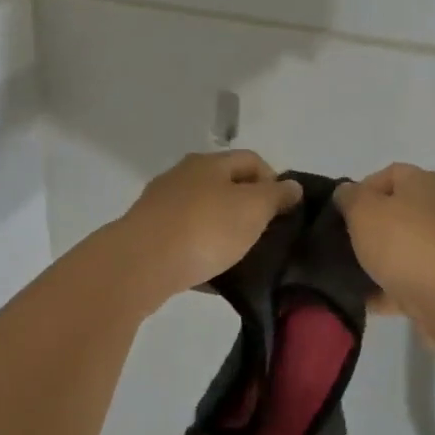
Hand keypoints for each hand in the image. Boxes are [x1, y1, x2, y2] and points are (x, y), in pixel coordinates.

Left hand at [115, 151, 303, 304]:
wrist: (141, 263)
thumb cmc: (205, 229)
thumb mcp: (252, 208)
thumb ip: (276, 196)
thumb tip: (292, 185)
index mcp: (209, 163)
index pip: (251, 160)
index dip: (274, 181)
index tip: (285, 212)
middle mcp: (182, 177)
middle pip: (225, 186)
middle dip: (248, 207)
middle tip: (266, 236)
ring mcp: (161, 206)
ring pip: (204, 214)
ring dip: (224, 231)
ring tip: (242, 258)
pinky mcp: (148, 236)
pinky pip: (185, 241)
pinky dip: (201, 253)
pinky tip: (212, 274)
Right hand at [335, 164, 434, 377]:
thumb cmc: (405, 243)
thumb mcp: (364, 211)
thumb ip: (350, 198)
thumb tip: (347, 192)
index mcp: (424, 184)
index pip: (388, 174)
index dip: (360, 190)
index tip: (339, 213)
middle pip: (396, 213)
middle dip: (367, 229)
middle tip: (341, 244)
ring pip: (401, 250)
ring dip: (376, 262)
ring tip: (347, 275)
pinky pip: (408, 282)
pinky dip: (388, 290)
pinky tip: (365, 300)